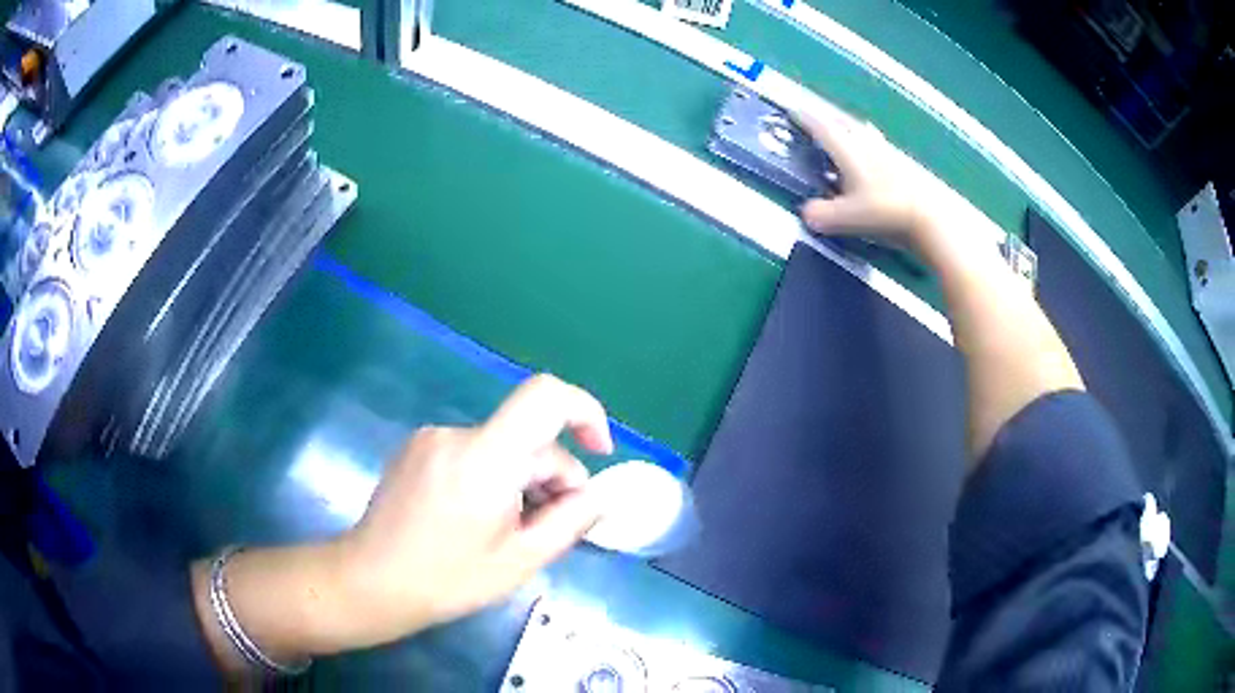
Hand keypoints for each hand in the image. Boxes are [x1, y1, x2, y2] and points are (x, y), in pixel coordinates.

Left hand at [332, 374, 613, 648]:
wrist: (371, 580)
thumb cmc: (448, 579)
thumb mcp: (522, 560)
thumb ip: (571, 521)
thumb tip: (599, 494)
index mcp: (486, 457)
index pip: (546, 397)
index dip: (585, 412)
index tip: (599, 451)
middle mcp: (457, 433)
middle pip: (527, 437)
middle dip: (550, 478)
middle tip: (547, 528)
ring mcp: (432, 437)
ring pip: (501, 447)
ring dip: (519, 481)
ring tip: (506, 530)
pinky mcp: (417, 447)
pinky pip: (472, 451)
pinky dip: (490, 477)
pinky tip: (475, 518)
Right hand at [796, 111, 984, 255]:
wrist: (929, 217)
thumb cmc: (885, 213)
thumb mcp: (847, 218)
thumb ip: (822, 215)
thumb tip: (806, 214)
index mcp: (848, 151)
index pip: (821, 128)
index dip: (804, 119)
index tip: (792, 110)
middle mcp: (866, 144)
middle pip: (843, 122)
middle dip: (826, 118)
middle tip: (815, 118)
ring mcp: (887, 152)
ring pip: (863, 131)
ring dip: (850, 127)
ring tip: (844, 129)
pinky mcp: (904, 164)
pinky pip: (879, 145)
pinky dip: (870, 143)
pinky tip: (875, 153)